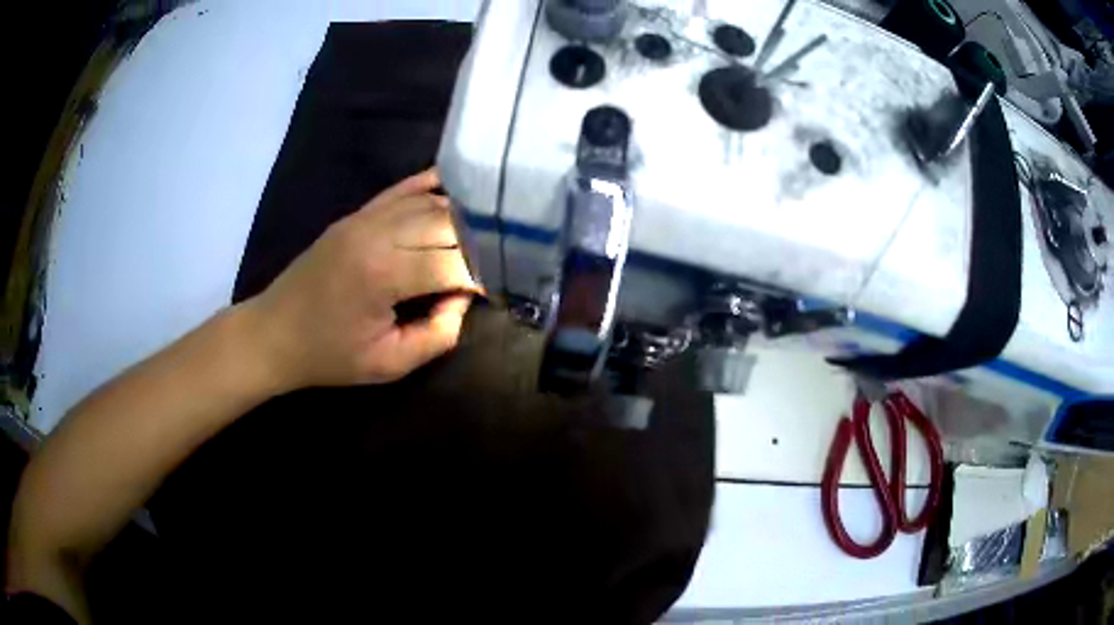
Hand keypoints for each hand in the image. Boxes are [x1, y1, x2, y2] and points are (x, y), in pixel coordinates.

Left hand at [242, 169, 477, 390]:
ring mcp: (364, 218)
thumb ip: (438, 334)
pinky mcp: (355, 215)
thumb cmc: (329, 356)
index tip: (498, 288)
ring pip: (428, 202)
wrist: (274, 334)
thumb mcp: (388, 364)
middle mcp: (377, 234)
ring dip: (461, 215)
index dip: (482, 275)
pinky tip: (454, 188)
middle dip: (479, 241)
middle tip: (500, 258)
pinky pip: (400, 190)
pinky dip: (430, 187)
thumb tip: (463, 299)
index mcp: (384, 275)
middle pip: (446, 222)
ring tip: (487, 231)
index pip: (454, 261)